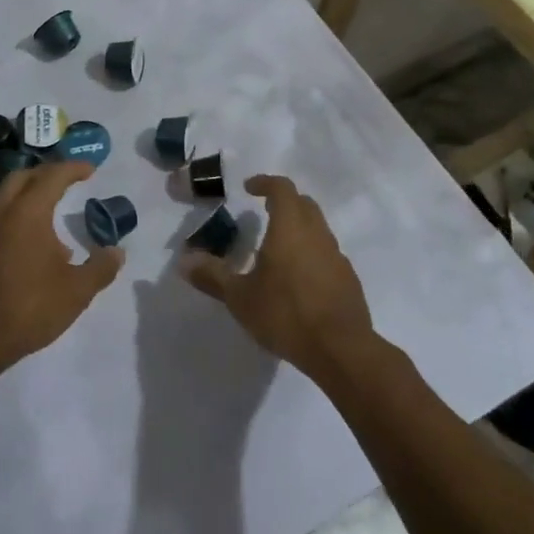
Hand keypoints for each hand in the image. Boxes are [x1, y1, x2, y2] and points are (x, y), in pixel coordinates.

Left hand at [0, 159, 122, 379]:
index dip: (73, 169)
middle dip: (45, 174)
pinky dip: (10, 223)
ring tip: (46, 220)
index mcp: (28, 213)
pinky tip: (21, 250)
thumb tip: (117, 251)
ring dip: (25, 198)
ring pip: (2, 200)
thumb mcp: (76, 292)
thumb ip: (100, 268)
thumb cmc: (27, 309)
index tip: (90, 169)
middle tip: (65, 182)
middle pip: (21, 178)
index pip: (52, 176)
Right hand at [181, 174, 376, 377]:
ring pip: (318, 229)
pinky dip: (312, 254)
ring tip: (277, 250)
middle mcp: (316, 234)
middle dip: (284, 202)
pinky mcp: (348, 279)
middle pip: (304, 204)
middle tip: (264, 213)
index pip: (282, 189)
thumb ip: (212, 276)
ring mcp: (336, 256)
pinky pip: (327, 254)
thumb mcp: (240, 298)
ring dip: (299, 229)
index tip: (250, 189)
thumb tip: (184, 261)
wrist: (341, 350)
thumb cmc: (286, 314)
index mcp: (290, 228)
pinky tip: (298, 280)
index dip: (265, 183)